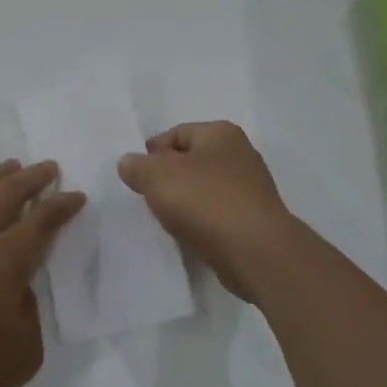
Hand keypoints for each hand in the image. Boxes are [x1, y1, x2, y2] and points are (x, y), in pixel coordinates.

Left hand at [0, 160, 83, 386]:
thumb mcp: (25, 351)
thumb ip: (29, 311)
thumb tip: (16, 288)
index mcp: (8, 258)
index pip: (44, 220)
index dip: (63, 205)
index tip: (76, 196)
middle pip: (8, 192)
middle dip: (33, 177)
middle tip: (47, 168)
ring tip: (9, 167)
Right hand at [117, 122, 299, 301]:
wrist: (257, 253)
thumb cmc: (205, 202)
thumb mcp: (157, 176)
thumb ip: (137, 166)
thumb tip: (129, 163)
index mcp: (221, 133)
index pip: (177, 133)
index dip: (153, 152)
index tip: (137, 176)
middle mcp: (241, 154)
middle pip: (192, 160)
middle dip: (169, 177)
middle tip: (149, 197)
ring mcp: (252, 188)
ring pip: (206, 188)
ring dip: (186, 201)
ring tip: (168, 219)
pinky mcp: (256, 220)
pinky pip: (219, 213)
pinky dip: (203, 221)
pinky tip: (191, 235)